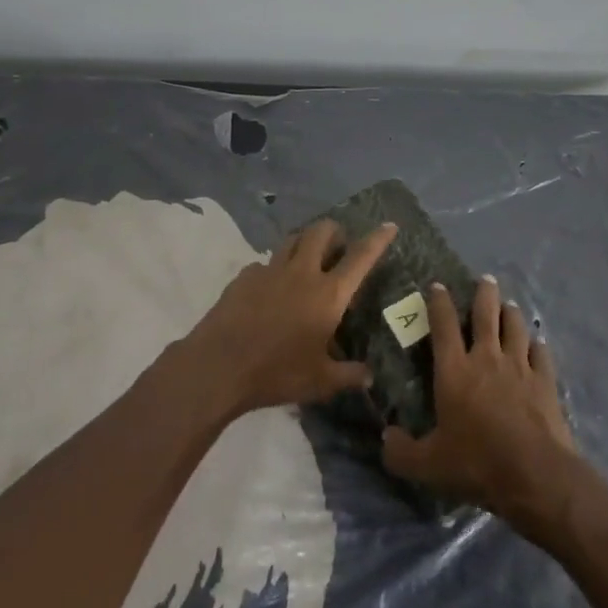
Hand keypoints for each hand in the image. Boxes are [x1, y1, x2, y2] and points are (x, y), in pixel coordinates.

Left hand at [182, 219, 396, 417]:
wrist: (218, 366)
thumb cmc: (276, 373)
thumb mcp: (319, 382)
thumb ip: (348, 375)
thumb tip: (369, 376)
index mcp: (328, 294)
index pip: (360, 258)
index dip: (377, 239)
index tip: (389, 225)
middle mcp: (302, 273)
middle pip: (321, 231)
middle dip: (334, 230)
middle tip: (338, 245)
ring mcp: (270, 270)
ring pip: (292, 239)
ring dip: (305, 242)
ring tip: (307, 258)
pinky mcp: (245, 276)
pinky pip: (265, 263)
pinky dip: (274, 269)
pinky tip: (270, 289)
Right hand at [381, 278, 578, 532]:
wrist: (534, 474)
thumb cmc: (476, 462)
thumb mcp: (428, 465)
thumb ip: (402, 452)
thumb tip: (385, 438)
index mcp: (454, 370)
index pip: (443, 325)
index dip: (439, 302)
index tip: (437, 286)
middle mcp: (486, 358)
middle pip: (486, 314)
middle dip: (484, 293)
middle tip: (485, 279)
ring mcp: (519, 367)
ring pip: (516, 327)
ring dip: (511, 313)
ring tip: (509, 305)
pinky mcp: (545, 381)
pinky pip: (541, 354)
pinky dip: (537, 346)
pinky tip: (537, 344)